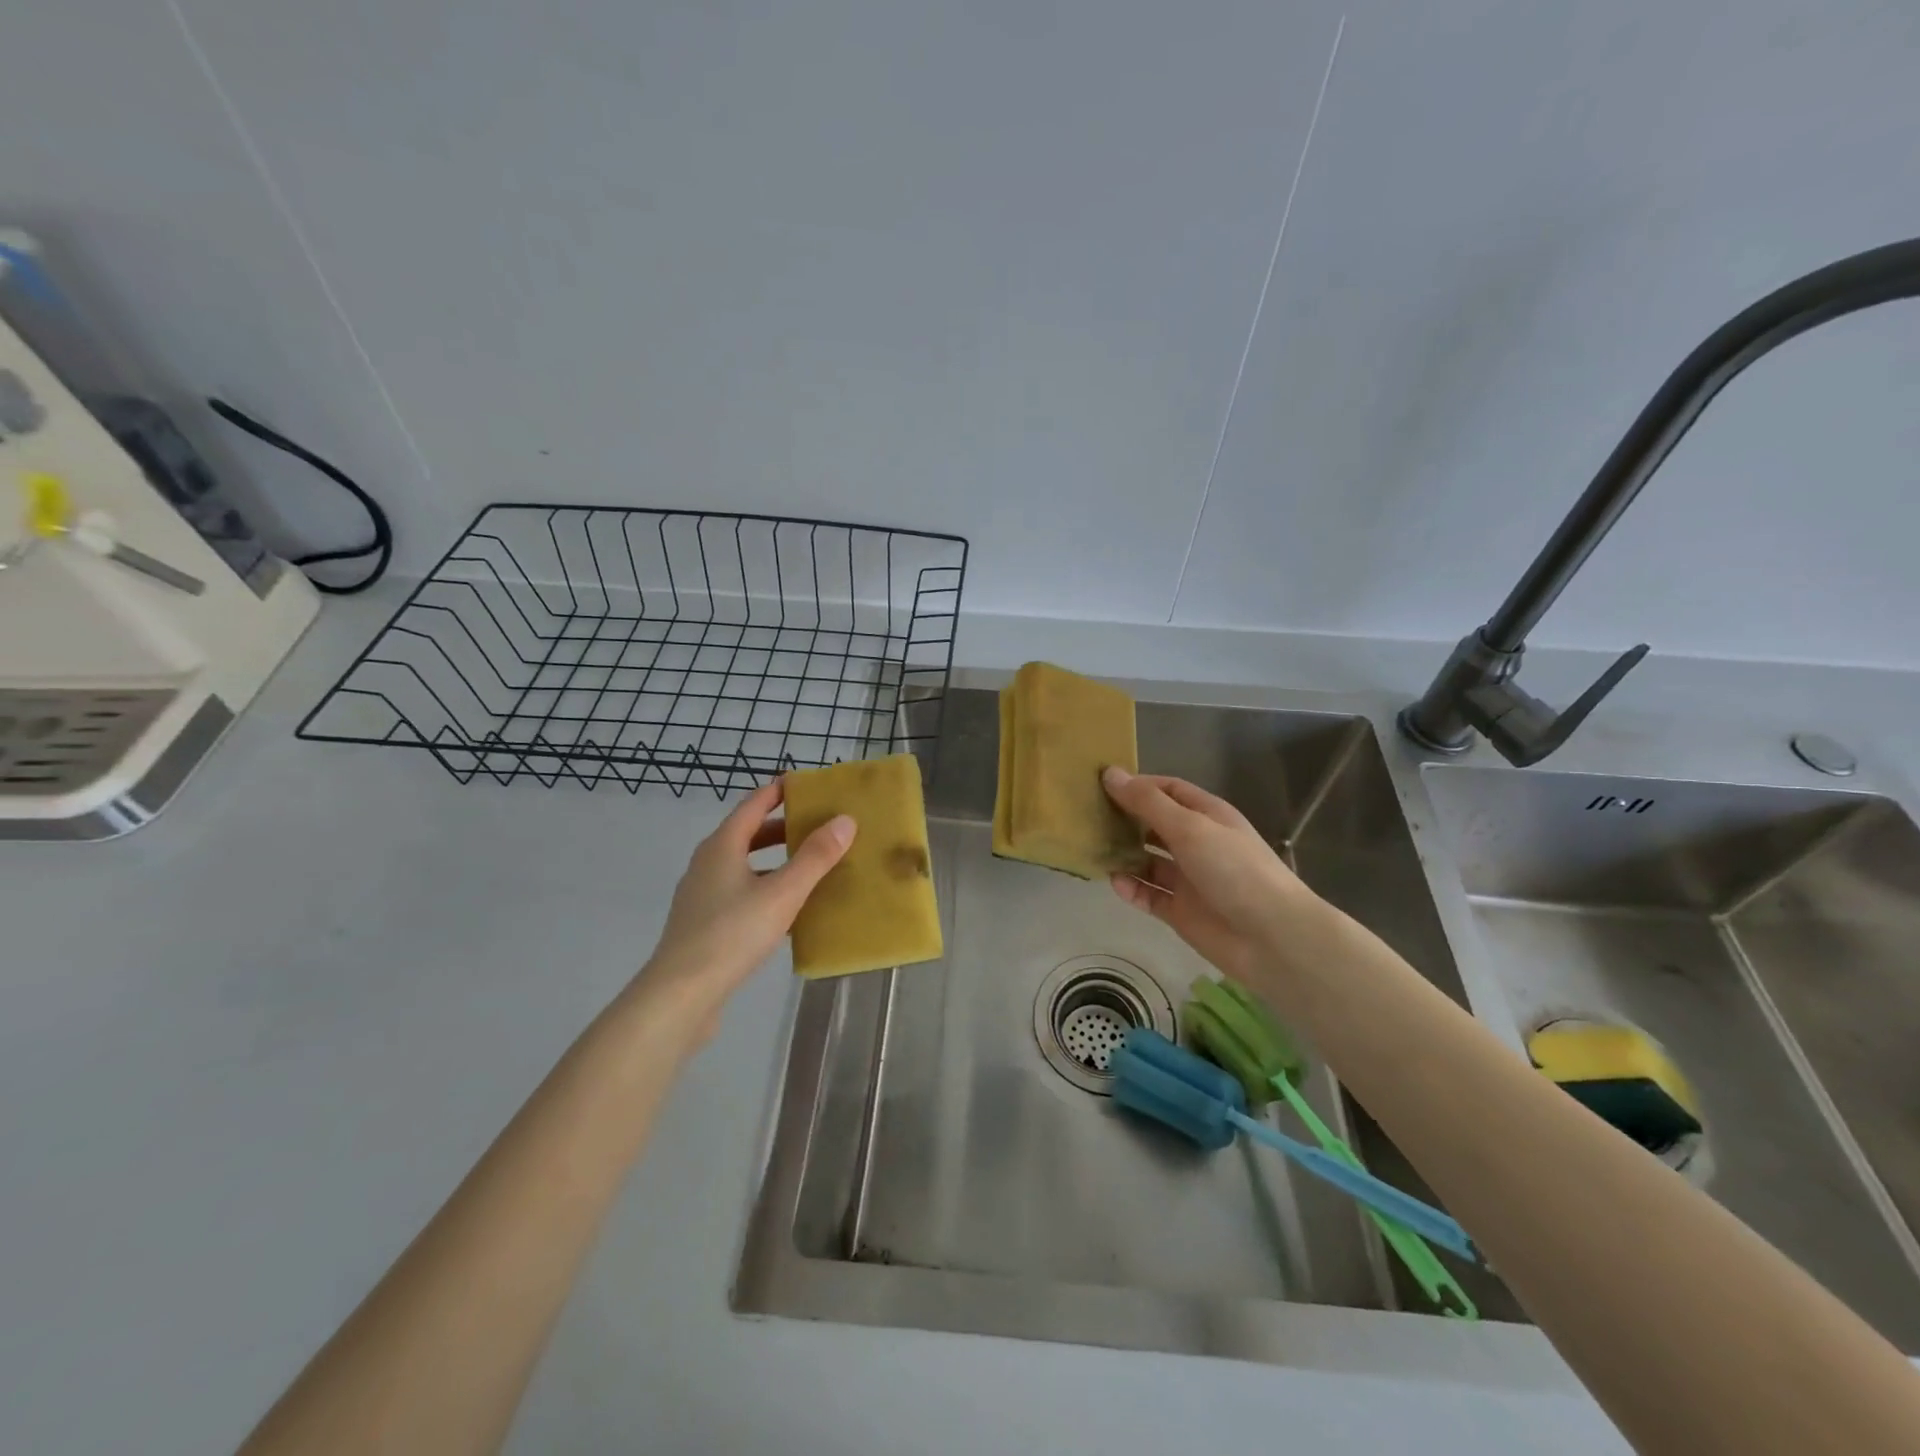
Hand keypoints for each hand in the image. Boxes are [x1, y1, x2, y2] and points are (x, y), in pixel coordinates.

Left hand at [634, 779, 854, 1046]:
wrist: (680, 996)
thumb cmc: (731, 934)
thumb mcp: (782, 893)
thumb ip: (815, 857)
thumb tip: (845, 821)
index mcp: (722, 846)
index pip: (753, 804)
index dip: (779, 791)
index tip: (806, 784)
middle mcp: (708, 864)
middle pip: (749, 834)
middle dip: (783, 828)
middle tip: (819, 826)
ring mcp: (703, 895)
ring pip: (746, 866)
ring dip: (777, 862)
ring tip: (812, 867)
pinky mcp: (705, 925)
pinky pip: (742, 894)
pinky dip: (767, 891)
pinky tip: (792, 912)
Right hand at [1101, 766, 1318, 983]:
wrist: (1272, 937)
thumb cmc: (1234, 869)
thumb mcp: (1190, 827)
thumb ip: (1148, 803)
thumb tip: (1110, 773)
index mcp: (1207, 815)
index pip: (1167, 790)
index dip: (1137, 785)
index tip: (1101, 784)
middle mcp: (1197, 843)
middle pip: (1154, 824)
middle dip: (1124, 819)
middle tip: (1087, 815)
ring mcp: (1188, 878)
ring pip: (1147, 860)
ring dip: (1123, 854)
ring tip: (1093, 848)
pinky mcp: (1180, 910)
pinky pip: (1148, 894)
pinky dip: (1131, 888)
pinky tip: (1114, 882)